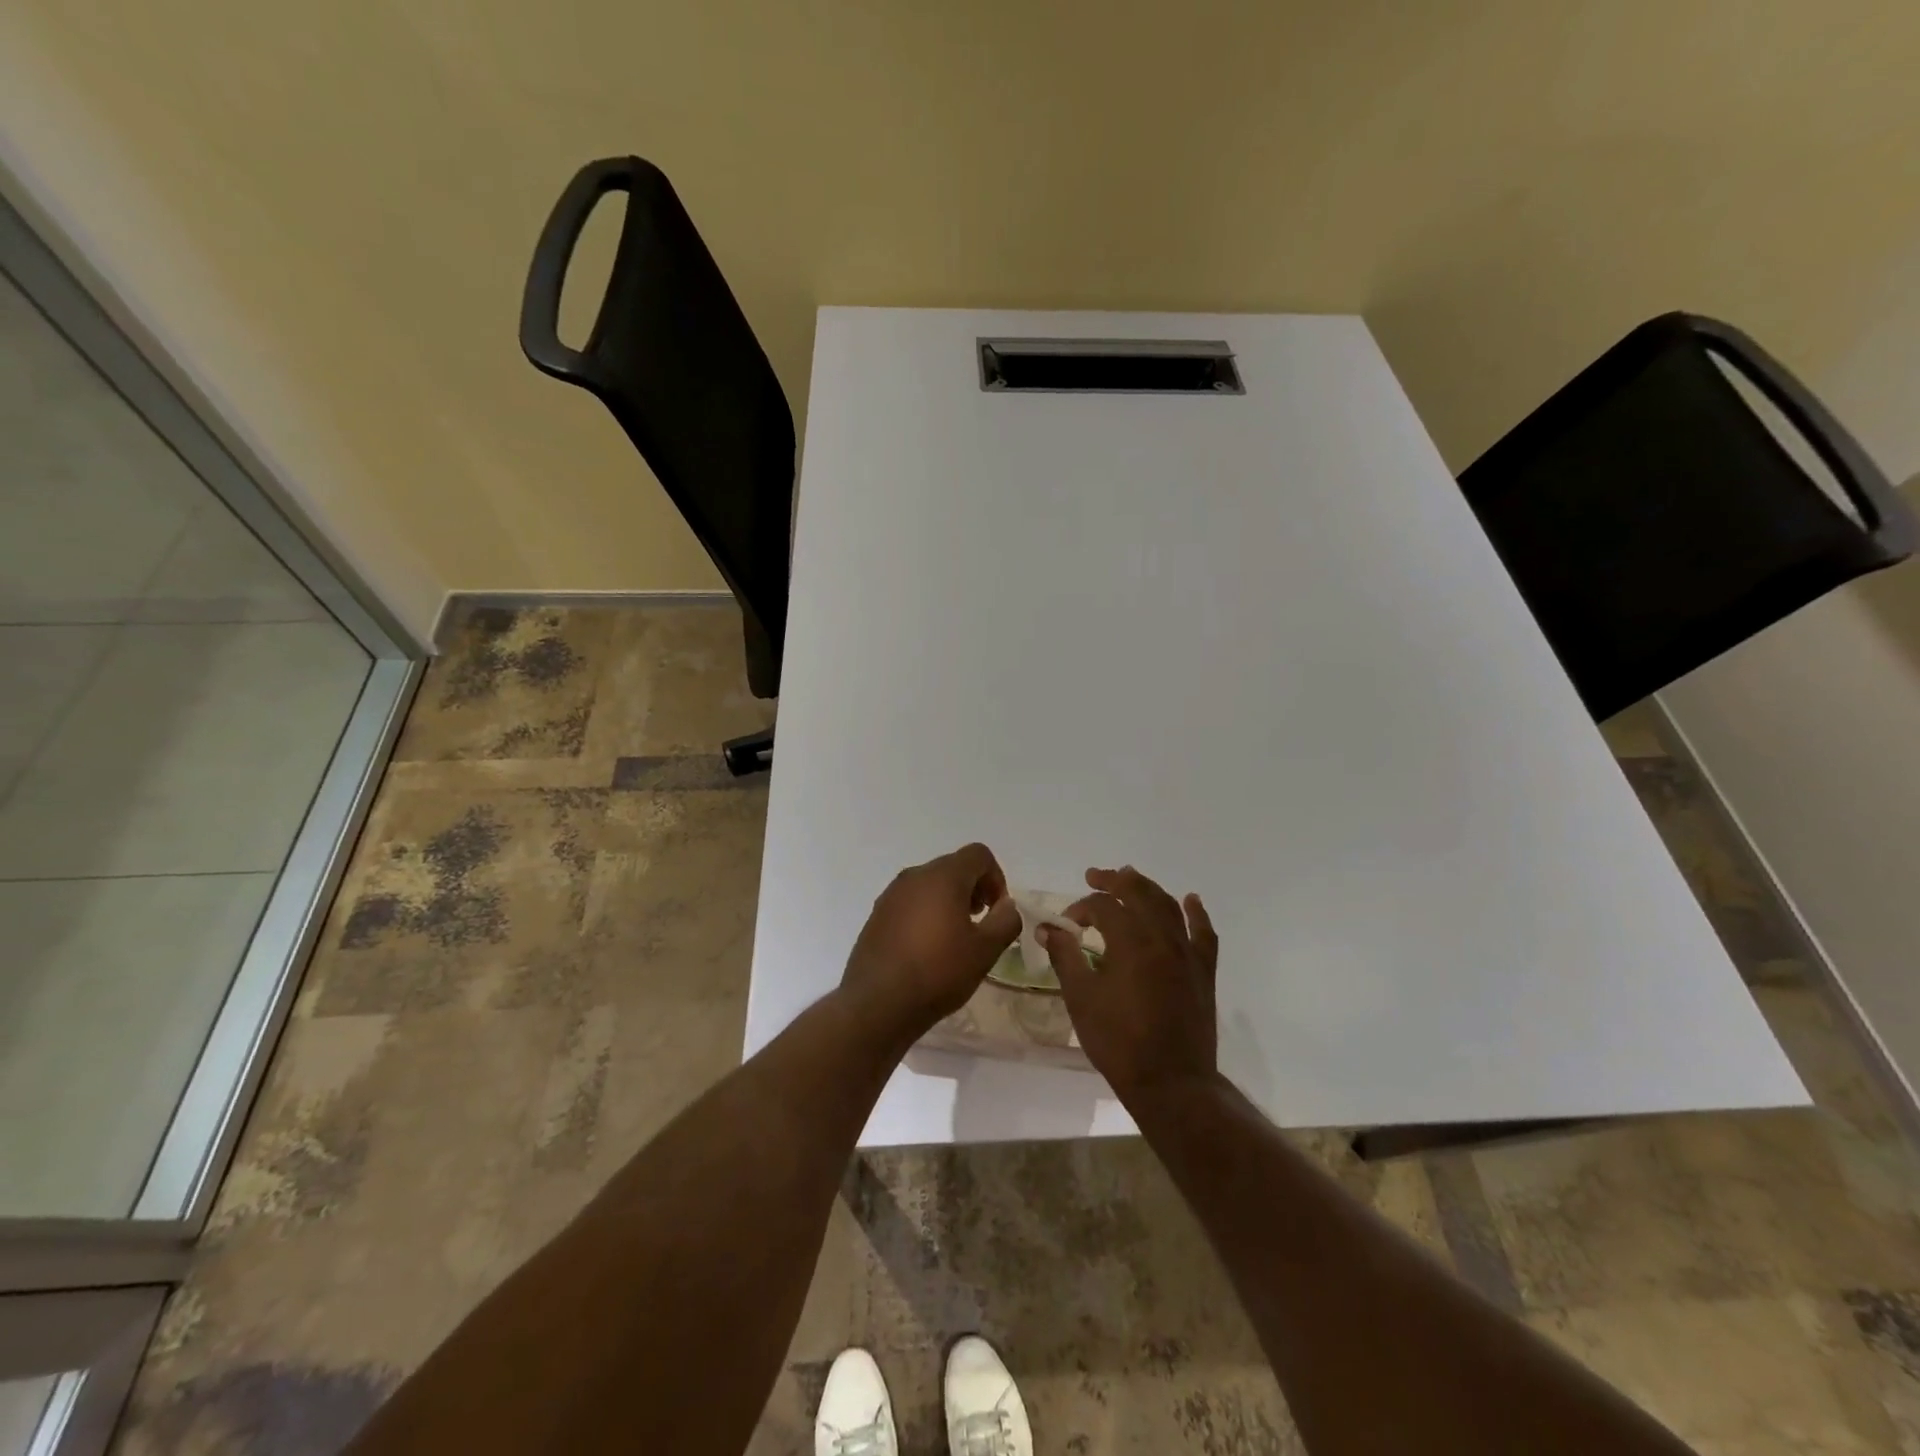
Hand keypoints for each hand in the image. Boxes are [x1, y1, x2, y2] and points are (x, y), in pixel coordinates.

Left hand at [840, 843, 1020, 1041]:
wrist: (878, 1003)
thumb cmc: (938, 972)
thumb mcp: (985, 950)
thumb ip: (1005, 920)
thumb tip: (1007, 905)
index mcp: (943, 876)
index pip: (978, 854)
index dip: (996, 877)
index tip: (997, 910)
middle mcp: (914, 876)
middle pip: (953, 866)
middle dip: (974, 888)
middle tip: (980, 923)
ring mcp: (891, 894)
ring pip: (930, 884)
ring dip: (949, 901)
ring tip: (955, 938)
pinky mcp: (877, 914)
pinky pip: (910, 902)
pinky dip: (926, 913)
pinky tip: (928, 948)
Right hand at [1039, 865, 1218, 1104]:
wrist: (1171, 1082)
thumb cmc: (1119, 1042)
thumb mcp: (1081, 999)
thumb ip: (1065, 957)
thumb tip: (1048, 928)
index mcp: (1130, 942)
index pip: (1102, 907)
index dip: (1080, 909)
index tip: (1066, 925)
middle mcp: (1161, 938)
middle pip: (1138, 893)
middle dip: (1114, 881)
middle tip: (1094, 876)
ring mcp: (1186, 953)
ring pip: (1168, 905)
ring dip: (1147, 888)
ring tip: (1130, 877)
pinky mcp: (1203, 971)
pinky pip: (1203, 933)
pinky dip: (1196, 913)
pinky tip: (1190, 900)